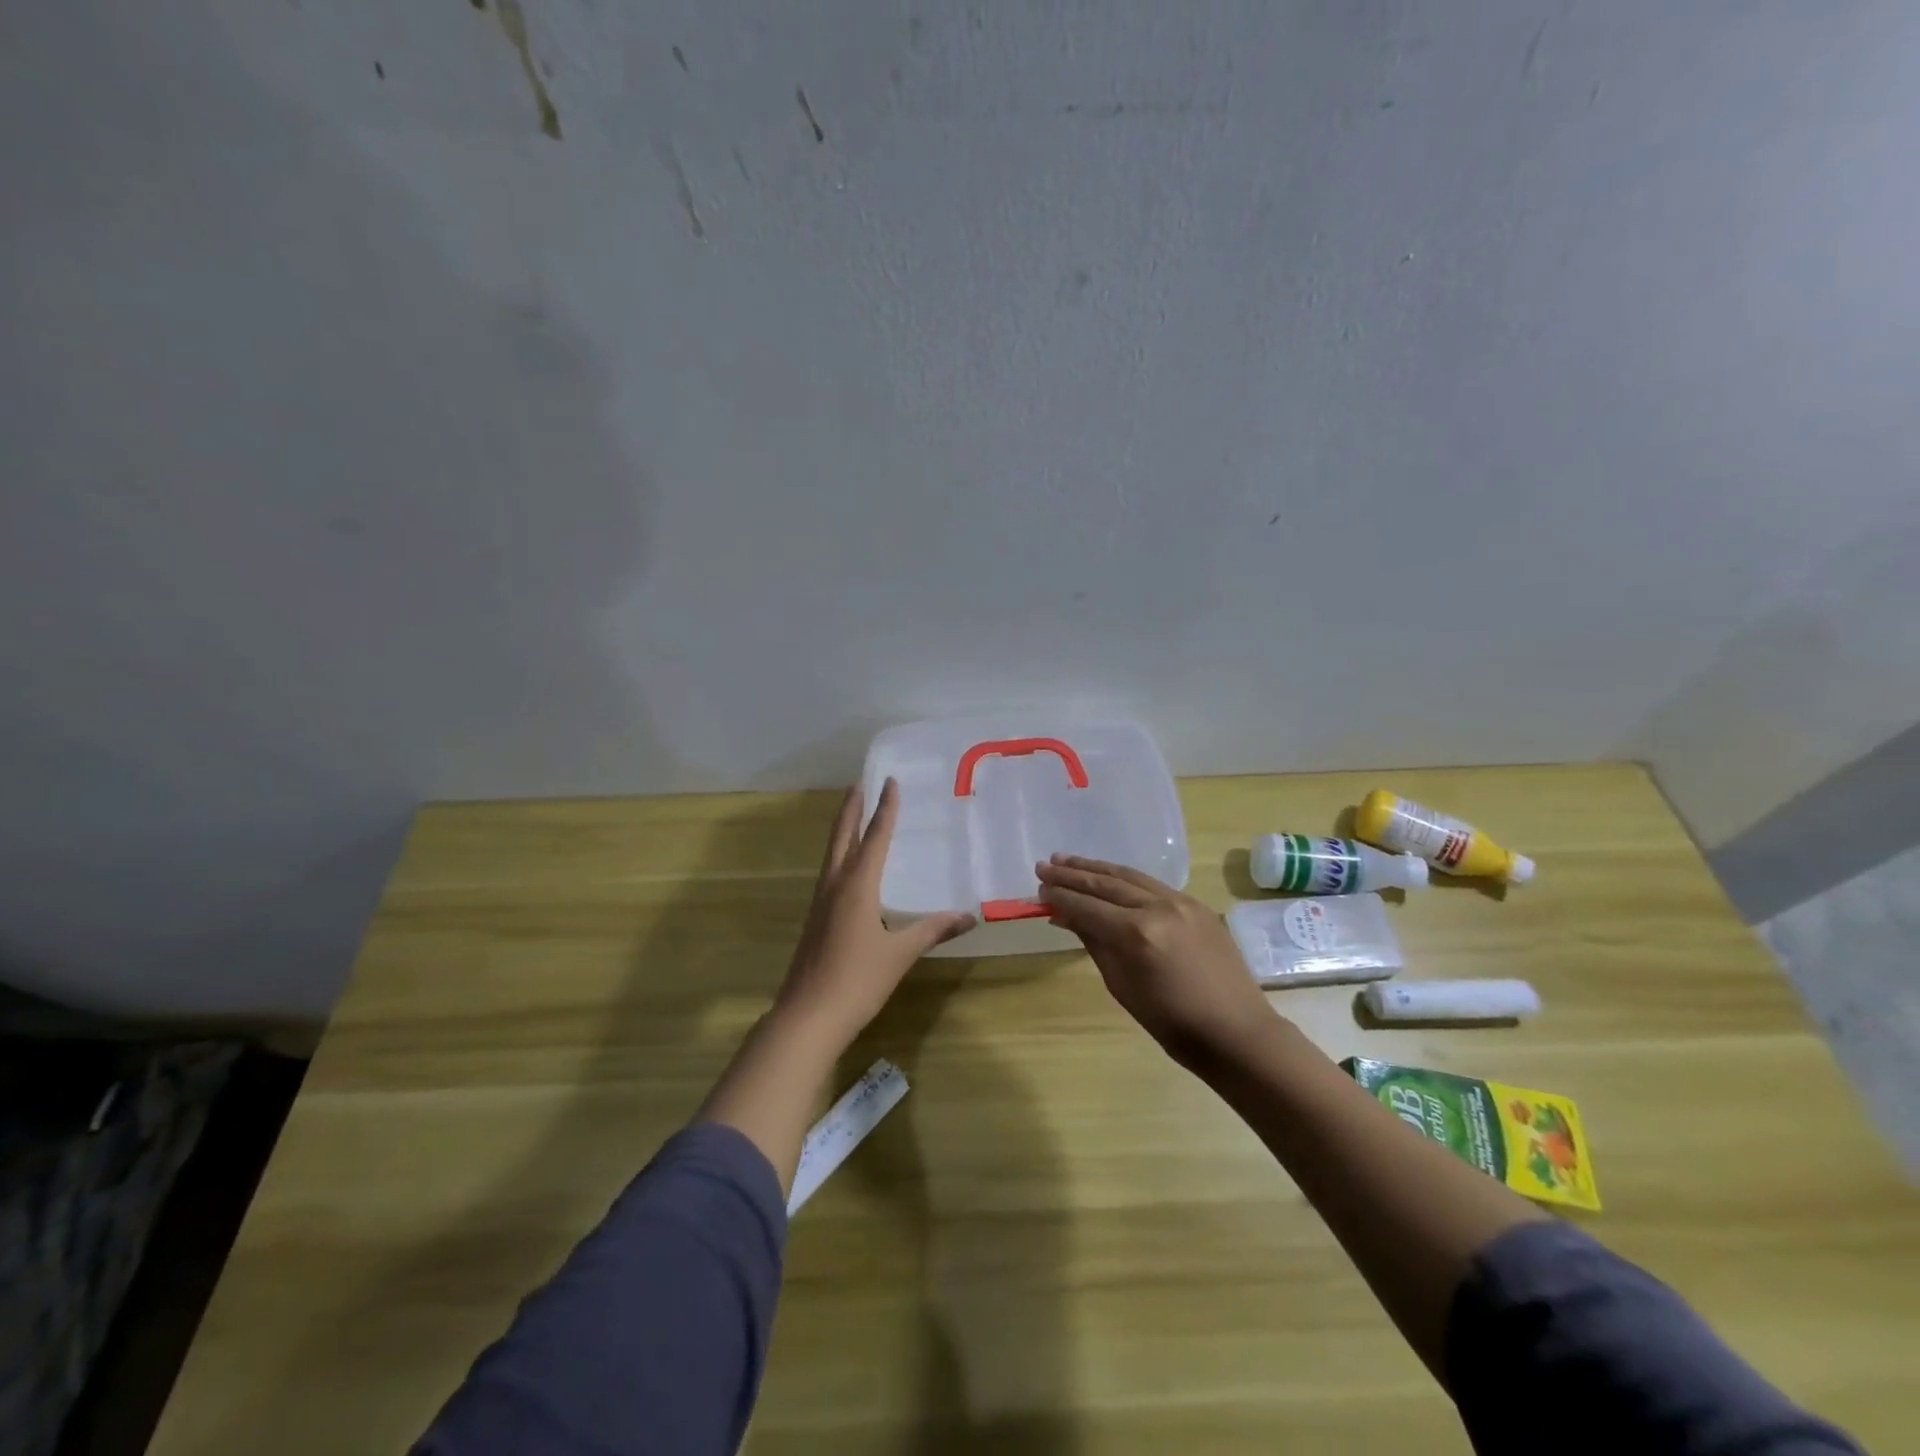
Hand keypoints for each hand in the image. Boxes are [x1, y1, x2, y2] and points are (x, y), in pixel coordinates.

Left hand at [774, 779, 975, 1043]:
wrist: (808, 1016)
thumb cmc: (858, 980)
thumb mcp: (900, 953)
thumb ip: (933, 930)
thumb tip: (969, 916)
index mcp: (857, 886)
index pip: (874, 837)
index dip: (884, 809)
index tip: (889, 781)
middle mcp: (835, 885)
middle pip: (842, 836)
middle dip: (852, 808)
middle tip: (859, 783)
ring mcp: (820, 902)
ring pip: (832, 854)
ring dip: (842, 829)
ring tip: (853, 813)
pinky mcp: (815, 919)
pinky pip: (829, 873)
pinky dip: (840, 855)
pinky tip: (847, 868)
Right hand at [1037, 854, 1278, 1067]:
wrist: (1236, 1032)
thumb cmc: (1173, 1023)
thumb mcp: (1122, 986)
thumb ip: (1094, 943)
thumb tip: (1066, 916)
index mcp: (1137, 933)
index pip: (1088, 907)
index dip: (1061, 898)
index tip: (1039, 890)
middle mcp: (1158, 907)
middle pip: (1106, 884)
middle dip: (1072, 875)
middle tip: (1044, 867)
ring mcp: (1181, 901)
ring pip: (1129, 876)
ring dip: (1096, 868)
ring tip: (1067, 861)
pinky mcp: (1196, 904)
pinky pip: (1152, 884)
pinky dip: (1124, 878)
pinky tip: (1108, 876)